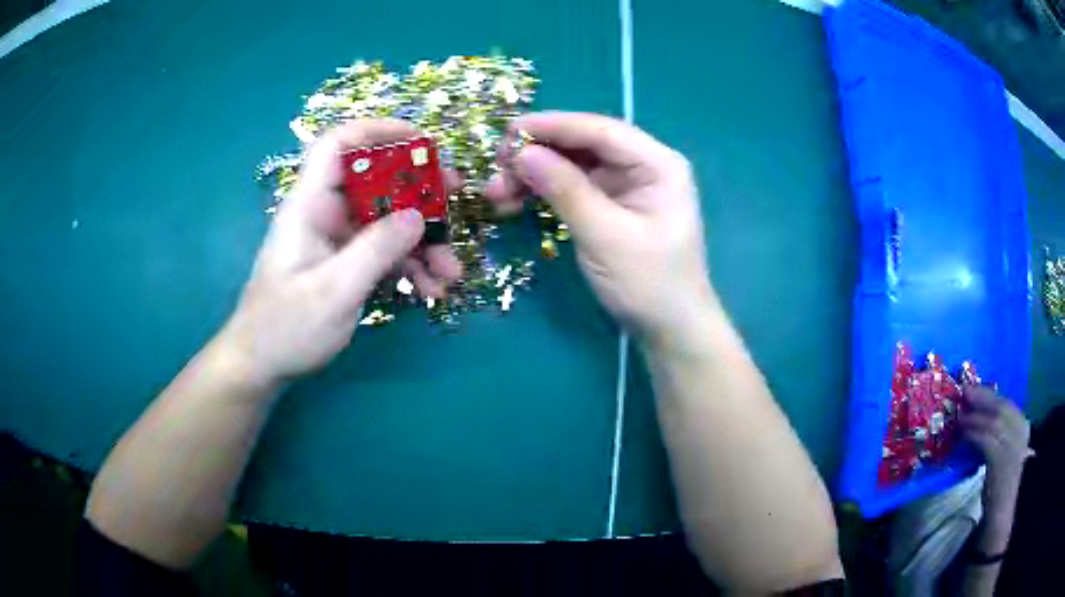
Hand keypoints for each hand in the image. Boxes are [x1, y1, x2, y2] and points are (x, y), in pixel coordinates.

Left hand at [218, 119, 461, 385]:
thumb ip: (376, 250)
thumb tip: (419, 216)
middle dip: (419, 193)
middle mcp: (324, 214)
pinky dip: (409, 267)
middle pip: (376, 182)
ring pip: (387, 221)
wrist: (262, 367)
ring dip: (422, 242)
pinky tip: (431, 291)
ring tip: (451, 274)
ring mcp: (337, 240)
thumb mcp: (333, 291)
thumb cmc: (285, 328)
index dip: (377, 131)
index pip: (338, 145)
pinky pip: (384, 252)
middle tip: (456, 204)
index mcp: (309, 205)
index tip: (421, 141)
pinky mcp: (345, 264)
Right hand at [486, 112, 712, 337]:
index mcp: (657, 164)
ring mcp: (626, 185)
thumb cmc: (649, 284)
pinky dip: (543, 192)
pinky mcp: (610, 205)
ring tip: (496, 191)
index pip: (601, 131)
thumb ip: (565, 190)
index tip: (508, 131)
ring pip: (572, 165)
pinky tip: (514, 201)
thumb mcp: (606, 237)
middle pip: (584, 144)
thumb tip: (522, 154)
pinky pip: (572, 187)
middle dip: (539, 152)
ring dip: (534, 173)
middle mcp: (642, 165)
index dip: (553, 126)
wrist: (669, 329)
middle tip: (497, 166)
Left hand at [960, 386, 1030, 495]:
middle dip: (982, 397)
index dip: (990, 394)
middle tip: (965, 390)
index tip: (974, 387)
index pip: (1007, 403)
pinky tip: (963, 434)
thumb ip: (999, 432)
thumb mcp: (1004, 449)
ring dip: (975, 416)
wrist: (1001, 511)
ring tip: (960, 415)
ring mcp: (1012, 444)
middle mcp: (1021, 430)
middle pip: (1001, 406)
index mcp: (1023, 425)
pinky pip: (986, 440)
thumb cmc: (1000, 481)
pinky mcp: (1001, 460)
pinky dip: (974, 434)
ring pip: (993, 421)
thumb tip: (980, 414)